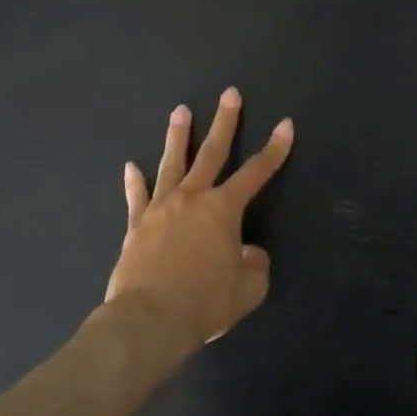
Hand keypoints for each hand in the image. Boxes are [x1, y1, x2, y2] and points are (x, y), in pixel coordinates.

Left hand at [107, 88, 294, 348]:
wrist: (148, 321)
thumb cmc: (204, 302)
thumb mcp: (248, 289)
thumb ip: (254, 265)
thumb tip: (248, 253)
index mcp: (224, 209)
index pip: (257, 172)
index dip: (275, 149)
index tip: (285, 124)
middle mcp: (193, 198)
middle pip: (212, 153)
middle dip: (225, 122)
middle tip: (229, 94)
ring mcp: (161, 208)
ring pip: (172, 164)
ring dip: (178, 136)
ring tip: (180, 111)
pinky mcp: (137, 226)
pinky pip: (137, 197)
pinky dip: (135, 182)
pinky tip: (131, 166)